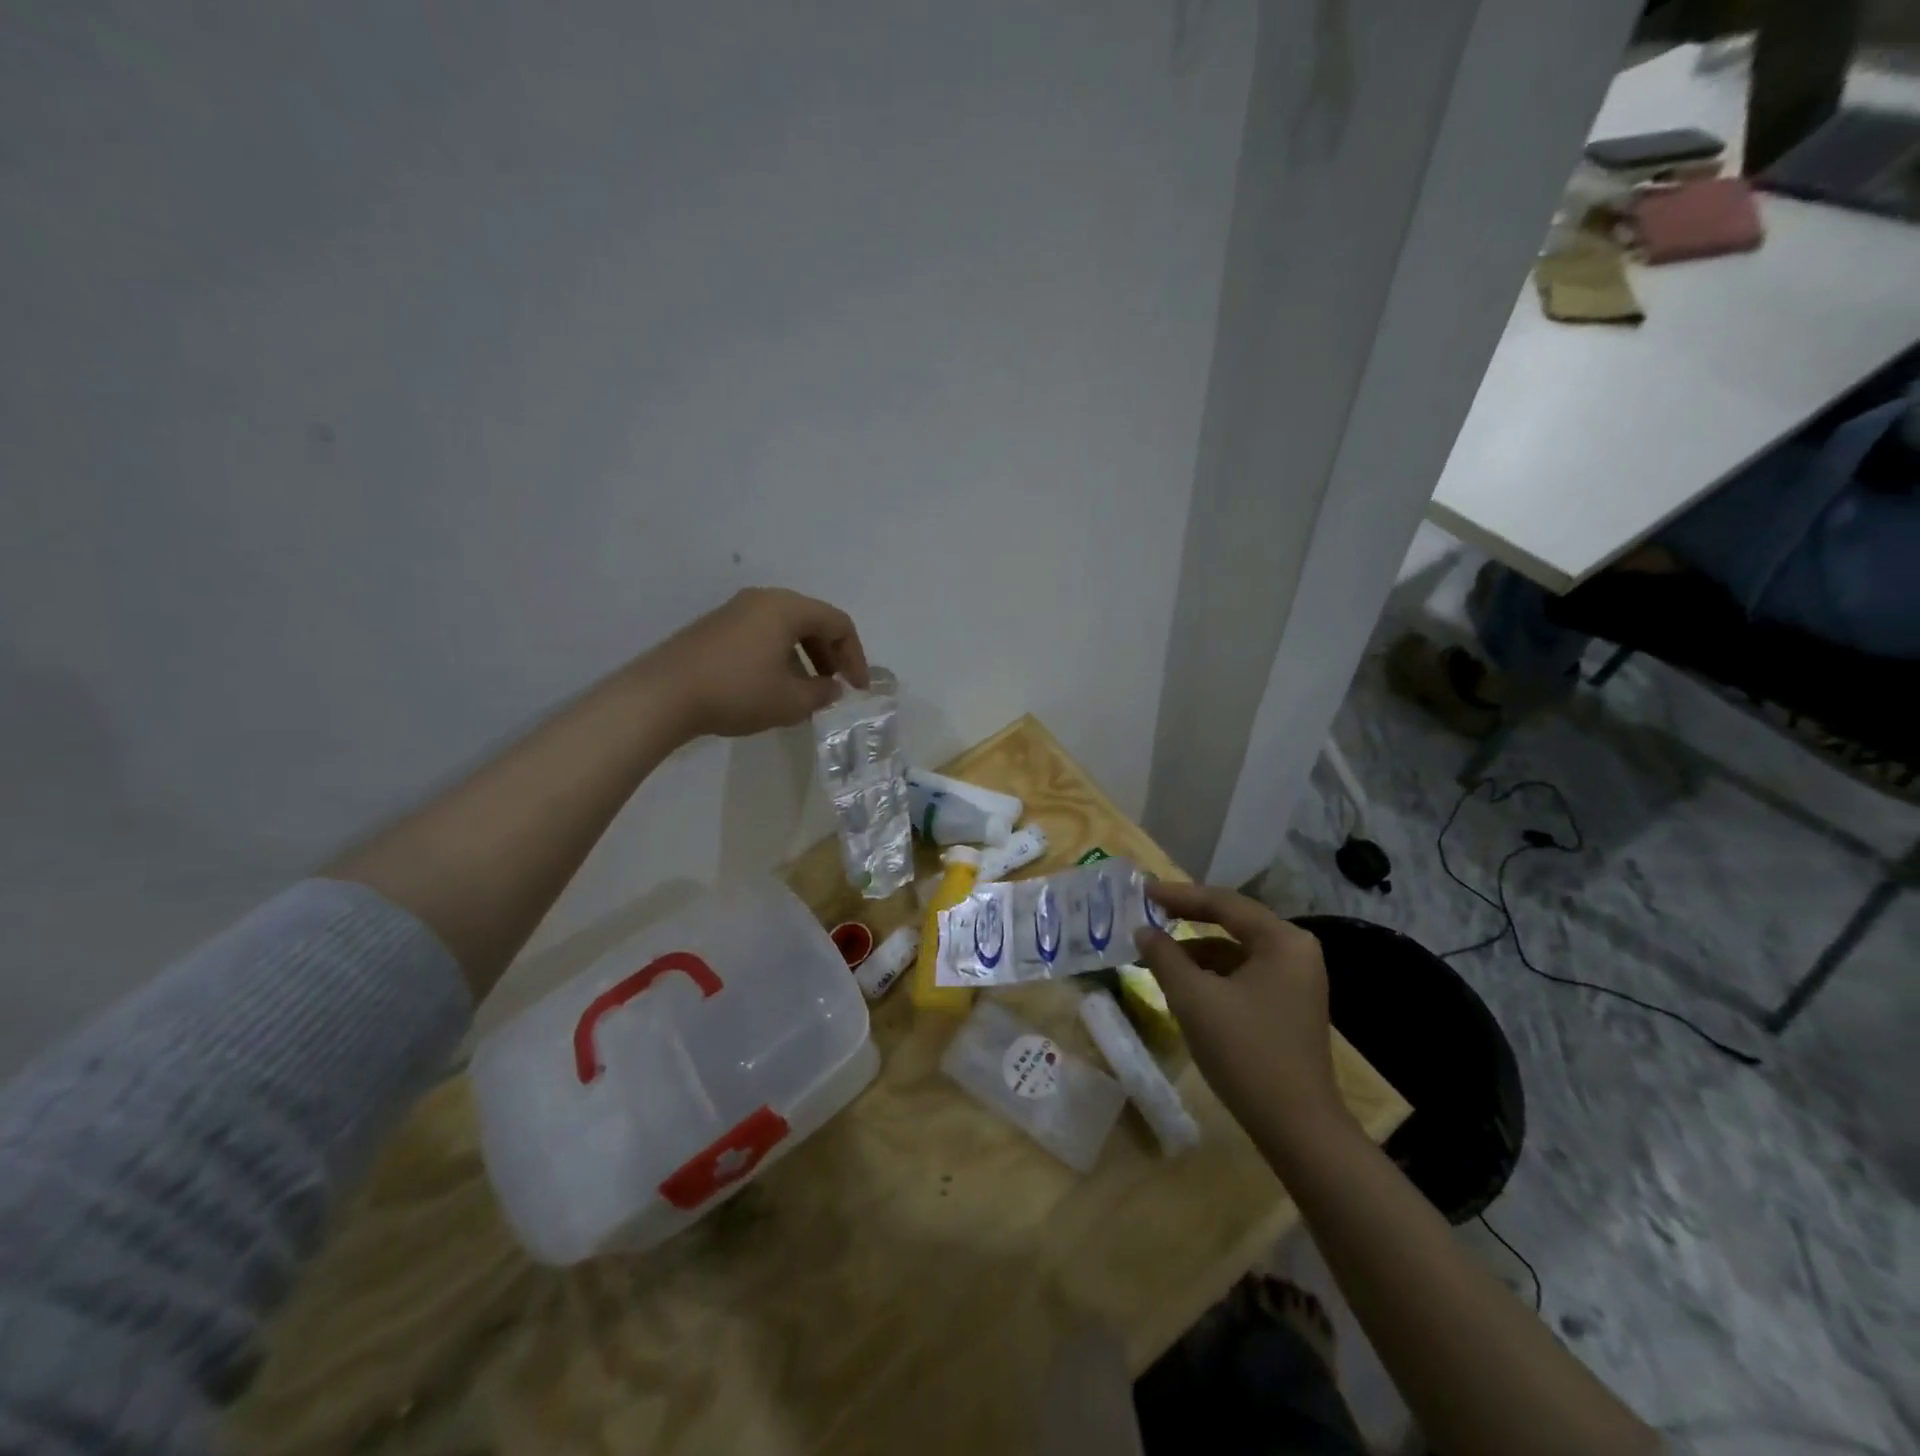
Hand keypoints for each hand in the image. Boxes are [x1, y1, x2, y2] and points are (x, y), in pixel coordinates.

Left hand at [641, 587, 870, 739]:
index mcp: (787, 608)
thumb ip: (822, 693)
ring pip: (786, 628)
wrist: (663, 695)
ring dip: (805, 658)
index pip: (838, 624)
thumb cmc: (737, 692)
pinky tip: (774, 686)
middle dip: (831, 655)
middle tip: (835, 688)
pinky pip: (763, 634)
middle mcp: (763, 600)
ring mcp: (736, 611)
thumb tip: (833, 688)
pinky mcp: (716, 627)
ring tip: (806, 692)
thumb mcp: (790, 701)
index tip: (857, 688)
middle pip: (813, 621)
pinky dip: (780, 656)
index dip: (855, 656)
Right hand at [1132, 882, 1345, 1143]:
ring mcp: (1295, 981)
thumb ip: (1164, 957)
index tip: (1143, 890)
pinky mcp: (1288, 1006)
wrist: (1297, 1128)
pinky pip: (1243, 974)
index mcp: (1282, 940)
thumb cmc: (1246, 1052)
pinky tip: (1184, 984)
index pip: (1223, 902)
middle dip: (1188, 918)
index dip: (1179, 894)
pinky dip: (1212, 973)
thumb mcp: (1194, 999)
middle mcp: (1295, 952)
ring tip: (1157, 953)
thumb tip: (1143, 930)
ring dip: (1196, 949)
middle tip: (1148, 911)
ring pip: (1235, 951)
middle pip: (1232, 922)